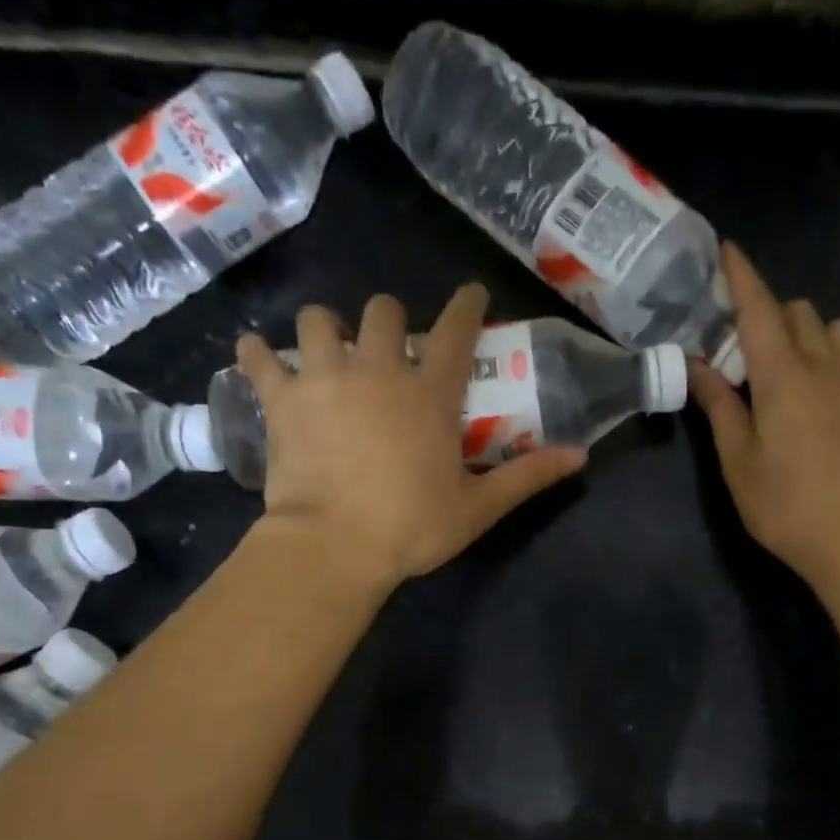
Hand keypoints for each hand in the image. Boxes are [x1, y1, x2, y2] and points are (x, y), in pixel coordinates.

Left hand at [237, 285, 584, 591]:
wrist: (334, 547)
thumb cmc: (412, 527)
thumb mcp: (479, 507)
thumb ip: (527, 476)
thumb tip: (580, 456)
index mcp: (430, 393)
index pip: (455, 330)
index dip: (466, 305)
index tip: (471, 293)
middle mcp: (377, 369)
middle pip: (381, 310)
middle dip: (388, 320)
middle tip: (388, 348)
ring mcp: (324, 378)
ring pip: (318, 320)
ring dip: (326, 329)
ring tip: (329, 352)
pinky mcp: (281, 399)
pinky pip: (259, 356)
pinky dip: (258, 354)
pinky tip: (260, 358)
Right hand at [690, 243, 839, 589]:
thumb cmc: (782, 503)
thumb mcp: (736, 459)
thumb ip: (718, 405)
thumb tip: (697, 363)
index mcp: (782, 375)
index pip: (758, 308)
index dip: (740, 276)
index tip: (725, 249)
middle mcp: (823, 364)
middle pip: (795, 311)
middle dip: (766, 313)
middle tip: (741, 349)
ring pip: (829, 328)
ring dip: (802, 332)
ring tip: (782, 368)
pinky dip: (829, 354)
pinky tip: (815, 389)